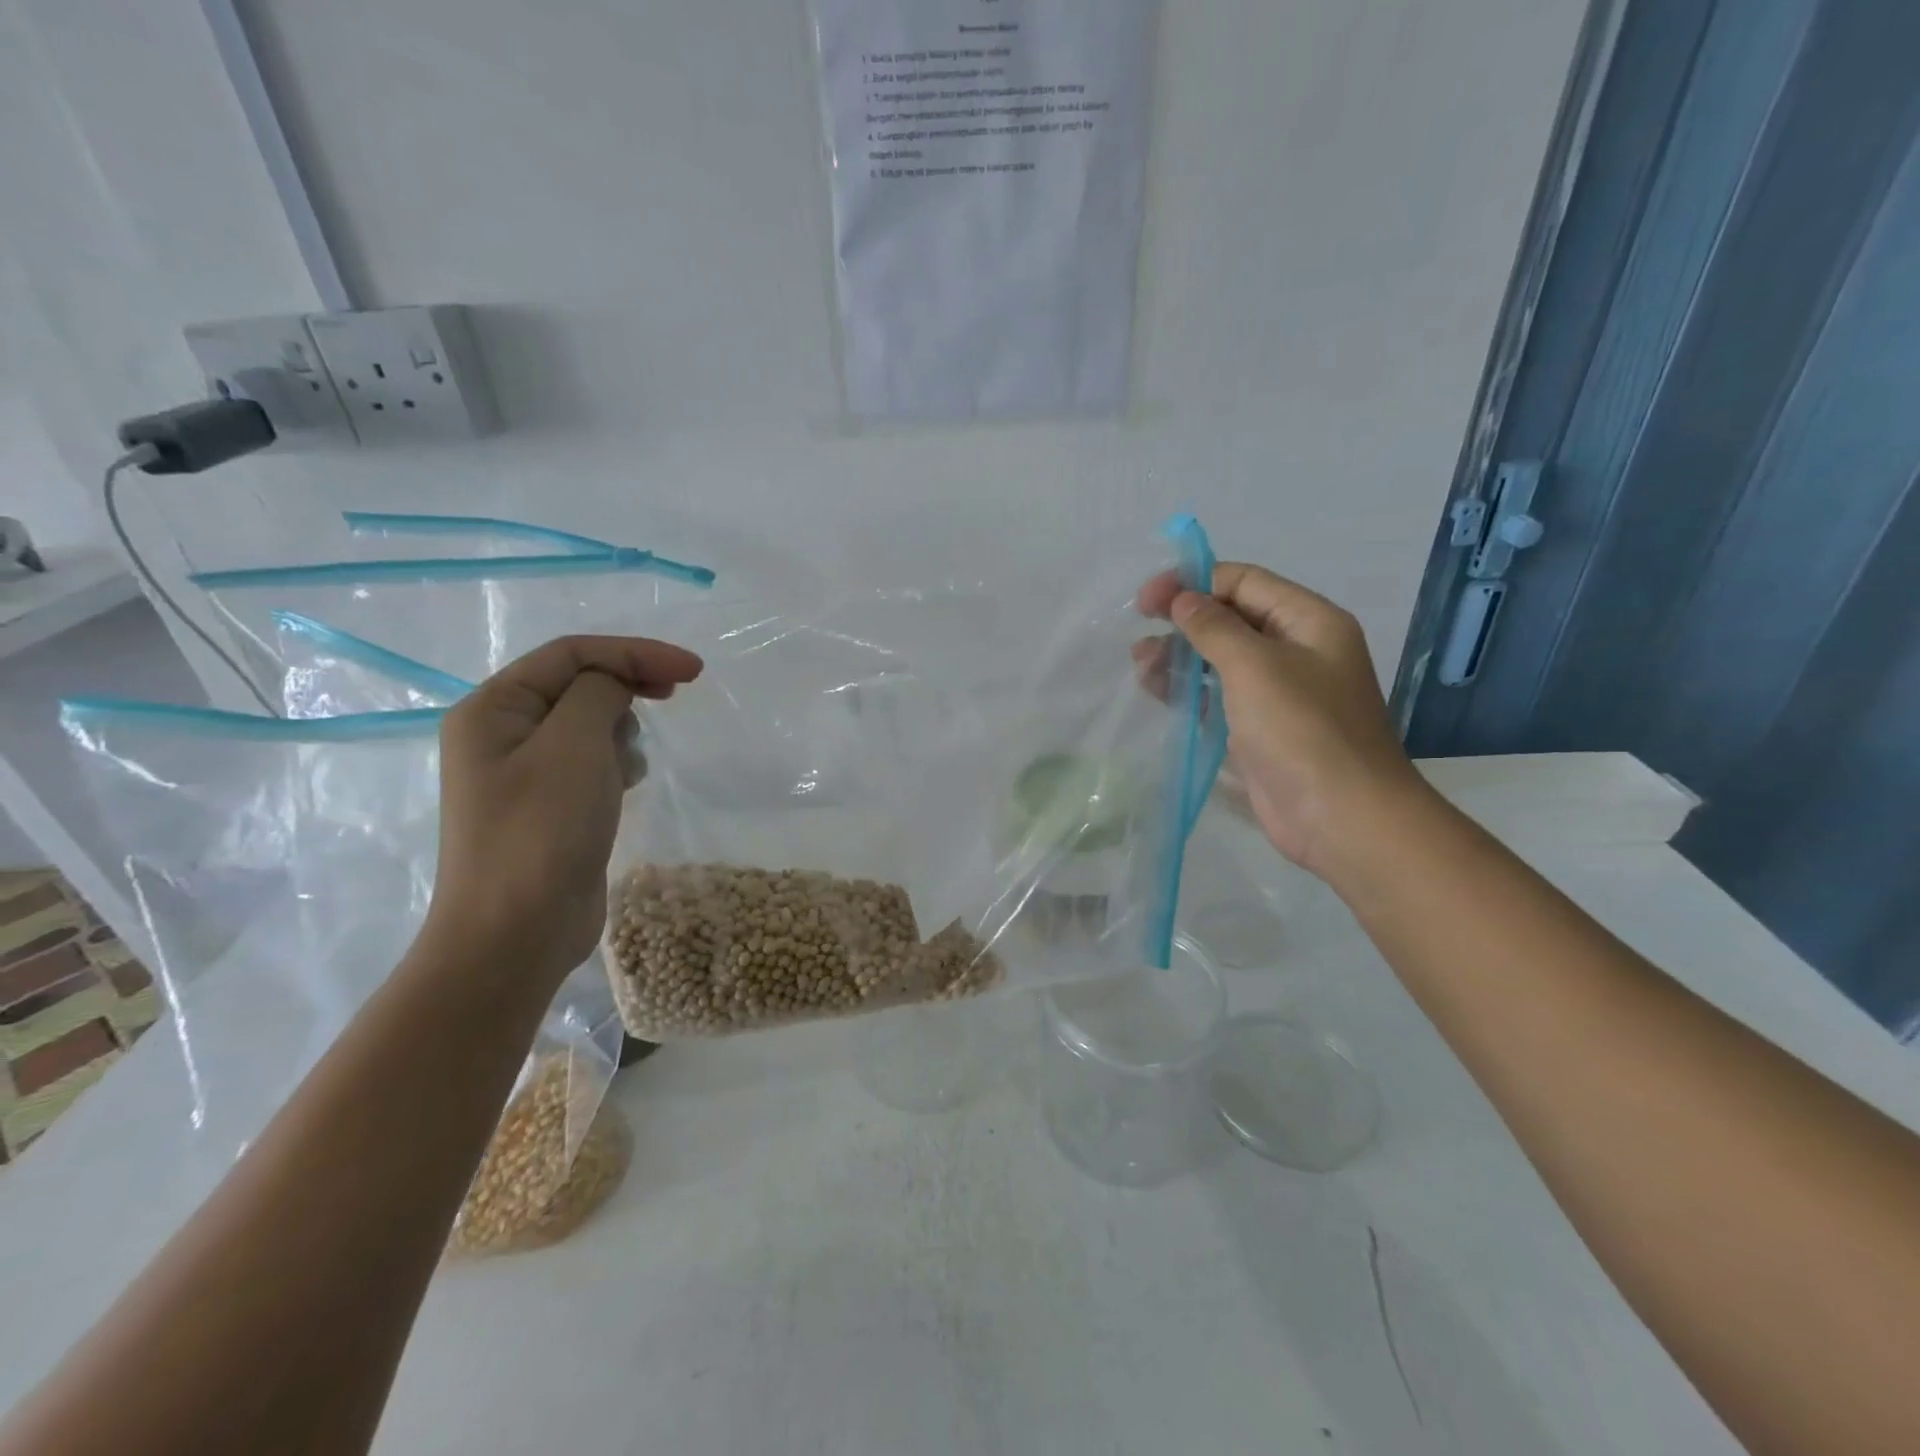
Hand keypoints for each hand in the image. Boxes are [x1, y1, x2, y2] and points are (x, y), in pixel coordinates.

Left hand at [428, 635, 703, 985]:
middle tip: (674, 697)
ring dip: (620, 733)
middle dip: (627, 687)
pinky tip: (623, 789)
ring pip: (589, 723)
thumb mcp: (573, 747)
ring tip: (626, 769)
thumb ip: (599, 693)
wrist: (515, 935)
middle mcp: (502, 732)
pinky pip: (590, 761)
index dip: (635, 652)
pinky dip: (615, 764)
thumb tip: (616, 684)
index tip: (693, 671)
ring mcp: (525, 772)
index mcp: (493, 708)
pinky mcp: (550, 805)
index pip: (571, 654)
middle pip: (579, 683)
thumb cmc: (540, 834)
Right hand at [1140, 563, 1424, 876]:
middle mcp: (1297, 650)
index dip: (1194, 582)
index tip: (1147, 599)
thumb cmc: (1302, 730)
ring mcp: (1278, 693)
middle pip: (1231, 619)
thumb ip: (1214, 627)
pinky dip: (1188, 691)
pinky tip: (1157, 690)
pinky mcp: (1260, 729)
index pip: (1245, 582)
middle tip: (1139, 633)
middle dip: (1184, 622)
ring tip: (1141, 666)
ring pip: (1220, 660)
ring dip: (1180, 657)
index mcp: (1309, 621)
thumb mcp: (1255, 666)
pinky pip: (1219, 697)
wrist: (1340, 816)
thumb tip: (1183, 599)